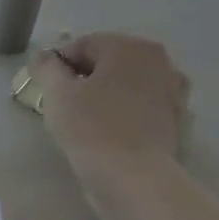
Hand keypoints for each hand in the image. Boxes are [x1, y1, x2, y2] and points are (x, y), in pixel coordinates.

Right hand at [28, 33, 191, 219]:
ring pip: (126, 83)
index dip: (57, 64)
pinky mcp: (176, 117)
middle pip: (109, 61)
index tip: (43, 88)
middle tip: (61, 103)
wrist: (132, 175)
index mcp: (130, 47)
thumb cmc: (90, 128)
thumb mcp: (57, 94)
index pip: (84, 44)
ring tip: (83, 118)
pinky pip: (141, 104)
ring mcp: (173, 89)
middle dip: (82, 77)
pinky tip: (108, 129)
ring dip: (104, 93)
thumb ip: (47, 68)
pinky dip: (123, 110)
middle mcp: (159, 60)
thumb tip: (43, 56)